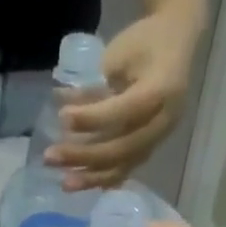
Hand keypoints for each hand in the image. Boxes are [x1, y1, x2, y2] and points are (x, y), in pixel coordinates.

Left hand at [47, 10, 198, 190]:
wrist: (174, 42)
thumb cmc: (144, 42)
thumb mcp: (118, 54)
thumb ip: (95, 86)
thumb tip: (62, 103)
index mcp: (162, 90)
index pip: (125, 112)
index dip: (92, 118)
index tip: (62, 117)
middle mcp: (164, 120)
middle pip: (123, 147)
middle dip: (84, 155)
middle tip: (50, 157)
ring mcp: (158, 137)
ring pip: (124, 165)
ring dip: (91, 176)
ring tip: (64, 183)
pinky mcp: (150, 145)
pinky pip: (127, 168)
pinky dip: (103, 178)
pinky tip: (82, 184)